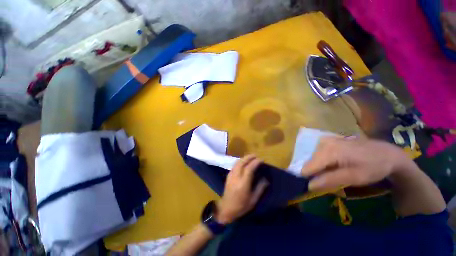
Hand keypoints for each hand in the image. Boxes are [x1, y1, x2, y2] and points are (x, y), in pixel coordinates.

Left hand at [216, 155, 268, 223]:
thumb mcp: (253, 200)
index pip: (249, 168)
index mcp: (243, 183)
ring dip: (244, 158)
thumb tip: (266, 179)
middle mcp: (236, 177)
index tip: (261, 160)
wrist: (226, 208)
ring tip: (251, 157)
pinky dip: (240, 161)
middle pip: (242, 162)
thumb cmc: (241, 206)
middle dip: (249, 157)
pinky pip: (235, 165)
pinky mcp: (228, 175)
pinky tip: (244, 162)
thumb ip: (260, 188)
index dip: (255, 162)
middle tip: (256, 155)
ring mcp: (231, 175)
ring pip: (237, 162)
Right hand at [301, 136, 410, 190]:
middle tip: (332, 179)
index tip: (316, 187)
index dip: (309, 178)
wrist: (388, 153)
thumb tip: (309, 186)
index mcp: (329, 151)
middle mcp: (323, 143)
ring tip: (335, 172)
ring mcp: (325, 140)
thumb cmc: (373, 167)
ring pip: (314, 158)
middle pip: (311, 162)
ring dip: (320, 167)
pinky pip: (318, 153)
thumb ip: (330, 181)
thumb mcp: (354, 177)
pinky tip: (335, 164)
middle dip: (316, 172)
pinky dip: (323, 162)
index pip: (308, 167)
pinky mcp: (328, 140)